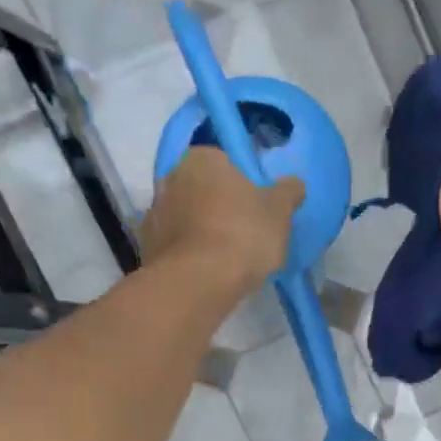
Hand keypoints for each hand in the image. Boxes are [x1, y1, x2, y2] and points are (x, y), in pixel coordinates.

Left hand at [140, 147, 303, 290]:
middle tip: (243, 234)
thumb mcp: (279, 211)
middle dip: (218, 207)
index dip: (242, 185)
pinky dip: (188, 255)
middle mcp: (170, 177)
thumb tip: (293, 184)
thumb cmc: (242, 234)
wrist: (198, 282)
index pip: (224, 162)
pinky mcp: (147, 247)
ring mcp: (153, 213)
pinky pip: (175, 246)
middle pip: (202, 190)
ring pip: (186, 218)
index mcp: (202, 158)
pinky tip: (206, 274)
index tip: (255, 208)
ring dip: (201, 232)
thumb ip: (288, 192)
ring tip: (225, 260)